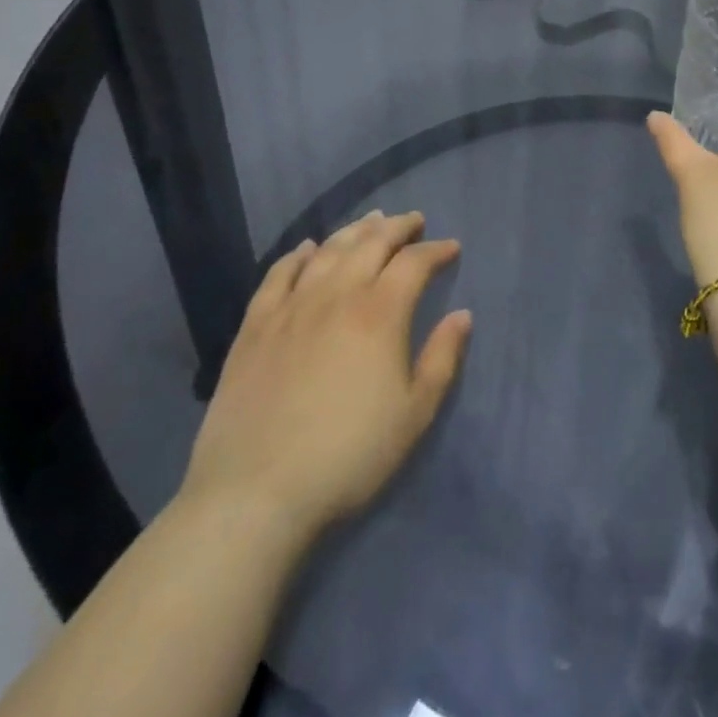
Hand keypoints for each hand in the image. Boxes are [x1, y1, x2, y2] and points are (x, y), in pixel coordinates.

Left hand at [177, 210, 471, 552]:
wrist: (254, 495)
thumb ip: (442, 358)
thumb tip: (462, 315)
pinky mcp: (255, 327)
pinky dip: (297, 255)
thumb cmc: (348, 456)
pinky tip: (306, 248)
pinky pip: (278, 275)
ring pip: (328, 251)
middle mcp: (337, 295)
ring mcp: (291, 308)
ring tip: (370, 222)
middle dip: (398, 228)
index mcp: (380, 313)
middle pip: (371, 244)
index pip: (414, 263)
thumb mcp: (414, 414)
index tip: (451, 248)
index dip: (436, 250)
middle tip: (414, 221)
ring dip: (354, 231)